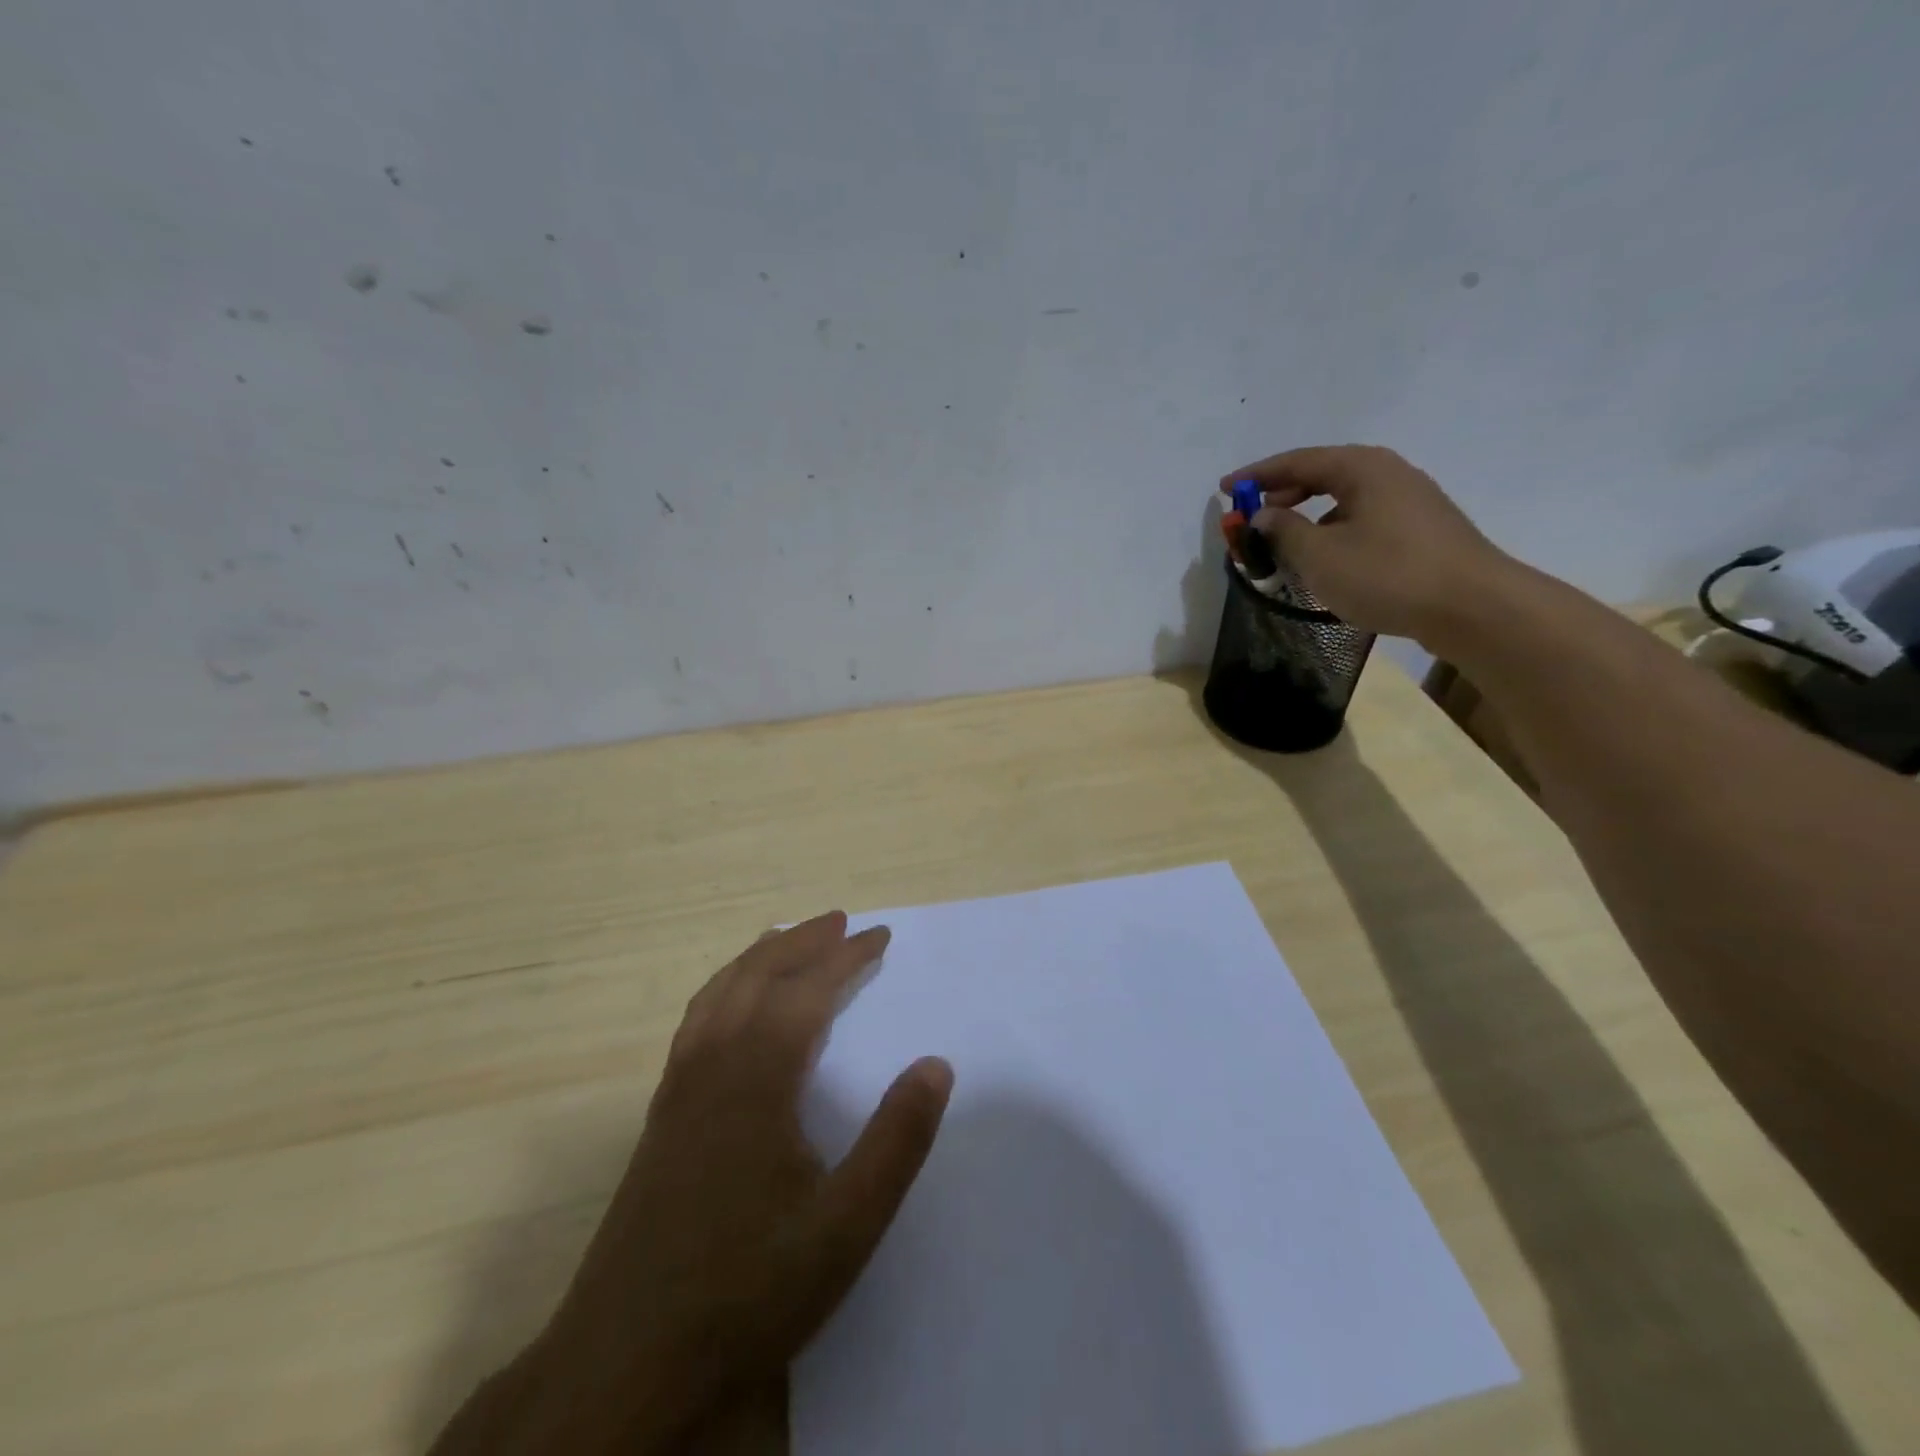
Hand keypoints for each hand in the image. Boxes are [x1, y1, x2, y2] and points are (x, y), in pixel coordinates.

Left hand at [429, 913, 952, 1455]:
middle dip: (802, 942)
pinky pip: (696, 1022)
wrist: (626, 1363)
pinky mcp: (661, 1117)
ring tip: (789, 939)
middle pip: (758, 976)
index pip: (808, 992)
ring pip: (719, 994)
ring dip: (759, 957)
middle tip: (840, 921)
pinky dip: (724, 989)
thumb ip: (896, 1141)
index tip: (881, 935)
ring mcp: (679, 1090)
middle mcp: (713, 1067)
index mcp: (757, 1079)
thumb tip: (937, 1064)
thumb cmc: (747, 1291)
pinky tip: (734, 1007)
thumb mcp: (846, 1226)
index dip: (847, 958)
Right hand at [1219, 445, 1515, 643]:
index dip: (1257, 476)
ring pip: (1343, 500)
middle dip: (1282, 494)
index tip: (1225, 489)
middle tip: (1252, 518)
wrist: (1472, 607)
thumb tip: (1262, 515)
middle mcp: (1388, 474)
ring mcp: (1409, 501)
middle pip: (1322, 474)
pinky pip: (1362, 519)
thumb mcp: (1320, 555)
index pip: (1298, 461)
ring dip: (1307, 517)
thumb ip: (1282, 531)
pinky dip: (1332, 531)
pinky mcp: (1420, 530)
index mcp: (1363, 468)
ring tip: (1283, 544)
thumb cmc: (1388, 574)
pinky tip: (1324, 560)